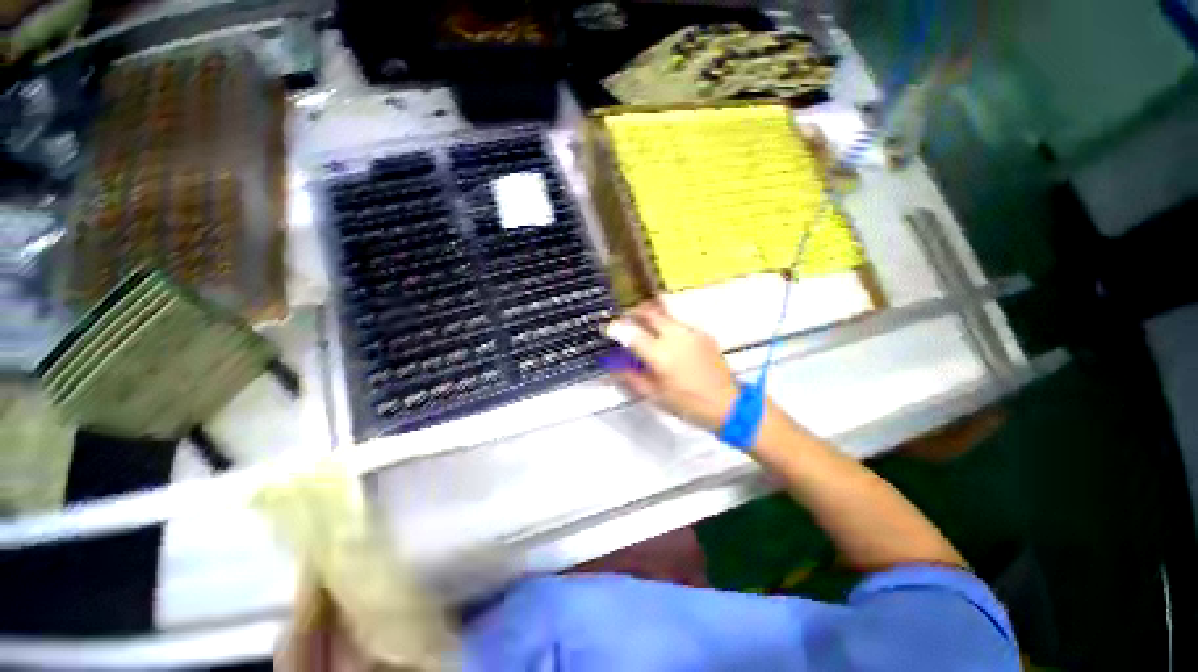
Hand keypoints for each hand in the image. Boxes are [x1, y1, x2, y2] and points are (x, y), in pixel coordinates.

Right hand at [604, 302, 738, 431]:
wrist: (727, 404)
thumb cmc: (687, 404)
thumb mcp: (654, 395)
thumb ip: (630, 376)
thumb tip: (613, 364)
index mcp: (660, 354)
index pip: (631, 332)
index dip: (616, 327)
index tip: (609, 328)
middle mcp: (675, 336)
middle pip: (649, 312)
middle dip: (633, 312)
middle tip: (625, 320)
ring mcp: (691, 331)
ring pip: (664, 314)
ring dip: (650, 318)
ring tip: (645, 330)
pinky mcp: (702, 333)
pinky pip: (678, 323)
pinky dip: (666, 326)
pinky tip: (667, 340)